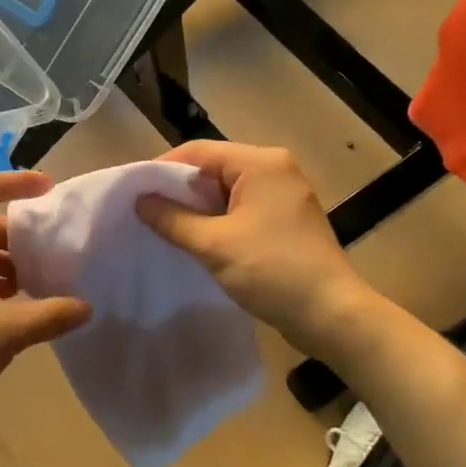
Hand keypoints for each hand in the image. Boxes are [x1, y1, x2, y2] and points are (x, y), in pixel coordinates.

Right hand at [135, 141, 366, 354]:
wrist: (331, 314)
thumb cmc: (272, 271)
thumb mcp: (214, 244)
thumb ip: (172, 219)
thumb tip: (139, 201)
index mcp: (261, 162)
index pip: (199, 151)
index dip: (162, 169)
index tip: (134, 192)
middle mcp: (275, 169)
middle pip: (213, 168)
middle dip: (178, 190)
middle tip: (145, 211)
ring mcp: (283, 194)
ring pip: (226, 191)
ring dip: (197, 208)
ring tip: (164, 227)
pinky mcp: (285, 219)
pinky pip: (241, 208)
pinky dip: (217, 220)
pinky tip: (196, 240)